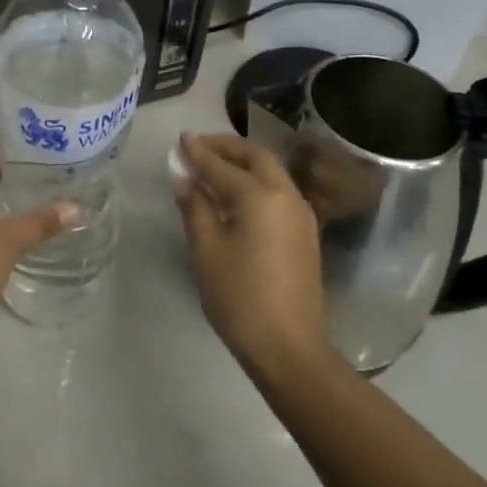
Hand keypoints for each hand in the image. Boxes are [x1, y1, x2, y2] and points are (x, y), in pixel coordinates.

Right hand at [175, 132, 328, 372]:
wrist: (290, 347)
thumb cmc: (240, 298)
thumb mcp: (206, 251)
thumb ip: (195, 208)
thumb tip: (184, 179)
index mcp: (260, 196)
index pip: (221, 166)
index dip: (198, 152)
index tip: (180, 139)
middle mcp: (286, 195)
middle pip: (256, 157)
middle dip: (226, 147)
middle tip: (198, 148)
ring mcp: (301, 214)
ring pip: (271, 172)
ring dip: (243, 162)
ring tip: (213, 168)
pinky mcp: (306, 232)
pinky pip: (278, 191)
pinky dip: (255, 181)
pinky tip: (236, 196)